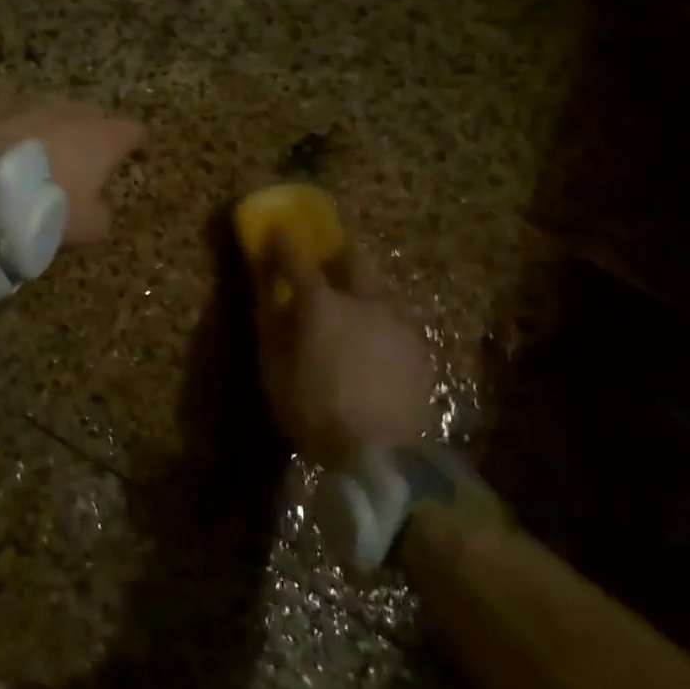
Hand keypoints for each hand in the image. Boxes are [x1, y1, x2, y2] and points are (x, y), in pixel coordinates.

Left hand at [0, 98, 146, 245]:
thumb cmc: (43, 207)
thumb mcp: (85, 228)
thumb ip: (102, 215)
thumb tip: (99, 208)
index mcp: (102, 137)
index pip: (134, 131)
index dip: (140, 145)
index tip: (140, 157)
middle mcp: (70, 111)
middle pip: (94, 115)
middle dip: (96, 133)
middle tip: (91, 157)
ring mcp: (29, 104)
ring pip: (53, 112)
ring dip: (55, 129)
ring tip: (47, 153)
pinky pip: (15, 116)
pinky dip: (19, 131)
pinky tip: (8, 151)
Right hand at [254, 231, 436, 467]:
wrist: (381, 456)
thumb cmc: (314, 411)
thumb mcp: (275, 371)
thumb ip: (271, 327)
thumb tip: (268, 298)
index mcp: (322, 303)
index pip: (297, 259)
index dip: (284, 243)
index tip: (276, 232)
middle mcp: (364, 300)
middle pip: (353, 257)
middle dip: (336, 254)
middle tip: (324, 266)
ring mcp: (398, 321)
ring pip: (380, 286)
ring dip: (362, 287)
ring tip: (354, 308)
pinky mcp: (420, 347)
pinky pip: (397, 318)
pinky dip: (381, 319)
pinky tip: (376, 343)